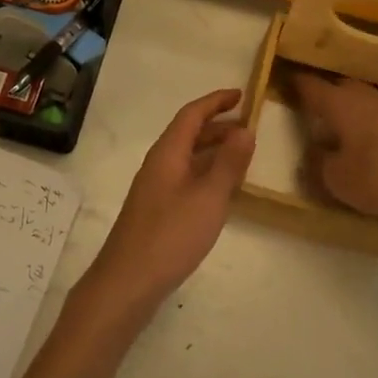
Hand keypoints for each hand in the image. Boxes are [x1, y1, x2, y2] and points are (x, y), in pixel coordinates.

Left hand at [77, 89, 254, 319]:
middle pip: (188, 134)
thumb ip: (229, 163)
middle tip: (249, 128)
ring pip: (187, 158)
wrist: (128, 282)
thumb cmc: (171, 235)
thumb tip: (245, 129)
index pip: (192, 114)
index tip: (242, 95)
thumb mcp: (209, 197)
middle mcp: (159, 164)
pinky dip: (207, 174)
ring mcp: (155, 189)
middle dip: (218, 126)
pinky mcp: (157, 211)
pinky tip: (222, 191)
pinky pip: (186, 178)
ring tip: (242, 156)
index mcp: (168, 153)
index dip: (216, 101)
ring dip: (214, 151)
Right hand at [291, 73, 377, 222]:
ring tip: (345, 128)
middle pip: (341, 88)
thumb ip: (320, 164)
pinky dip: (374, 124)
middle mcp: (366, 96)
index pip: (311, 87)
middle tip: (315, 109)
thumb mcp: (338, 180)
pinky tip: (376, 142)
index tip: (287, 80)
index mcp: (340, 104)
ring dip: (353, 110)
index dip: (297, 84)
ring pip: (365, 100)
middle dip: (327, 95)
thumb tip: (315, 151)